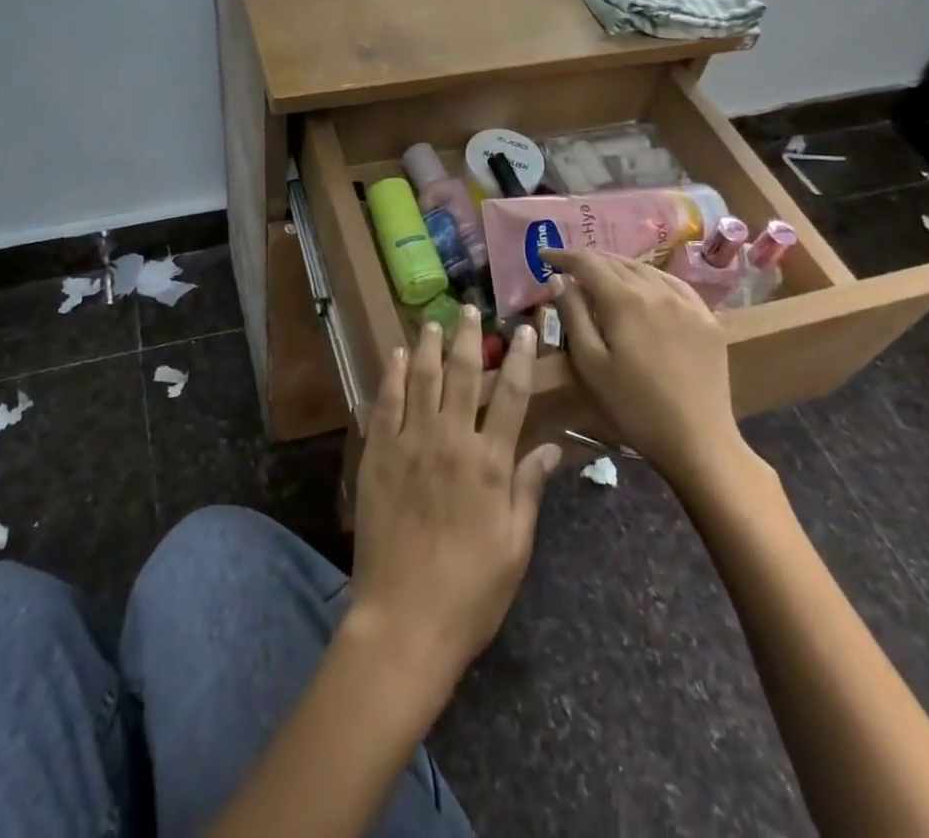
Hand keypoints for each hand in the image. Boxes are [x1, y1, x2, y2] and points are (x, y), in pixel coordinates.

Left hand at [349, 307, 561, 696]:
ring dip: (428, 346)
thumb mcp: (516, 546)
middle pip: (460, 375)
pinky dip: (392, 376)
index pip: (510, 396)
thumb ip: (530, 488)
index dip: (520, 359)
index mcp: (489, 463)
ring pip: (420, 380)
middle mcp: (449, 441)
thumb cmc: (471, 590)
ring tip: (432, 322)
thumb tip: (551, 445)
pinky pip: (385, 404)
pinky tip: (396, 356)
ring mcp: (409, 444)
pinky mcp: (377, 455)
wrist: (405, 619)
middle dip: (468, 338)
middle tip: (470, 310)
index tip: (524, 329)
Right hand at [544, 249, 756, 497]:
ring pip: (646, 269)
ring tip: (600, 273)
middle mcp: (657, 290)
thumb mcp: (590, 363)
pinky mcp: (707, 318)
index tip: (544, 256)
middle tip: (567, 265)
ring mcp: (687, 302)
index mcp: (624, 300)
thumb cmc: (633, 407)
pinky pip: (674, 284)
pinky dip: (650, 277)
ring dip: (618, 266)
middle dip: (588, 259)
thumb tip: (558, 279)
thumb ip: (572, 315)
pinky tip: (644, 285)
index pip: (588, 262)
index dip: (563, 255)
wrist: (698, 441)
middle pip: (617, 262)